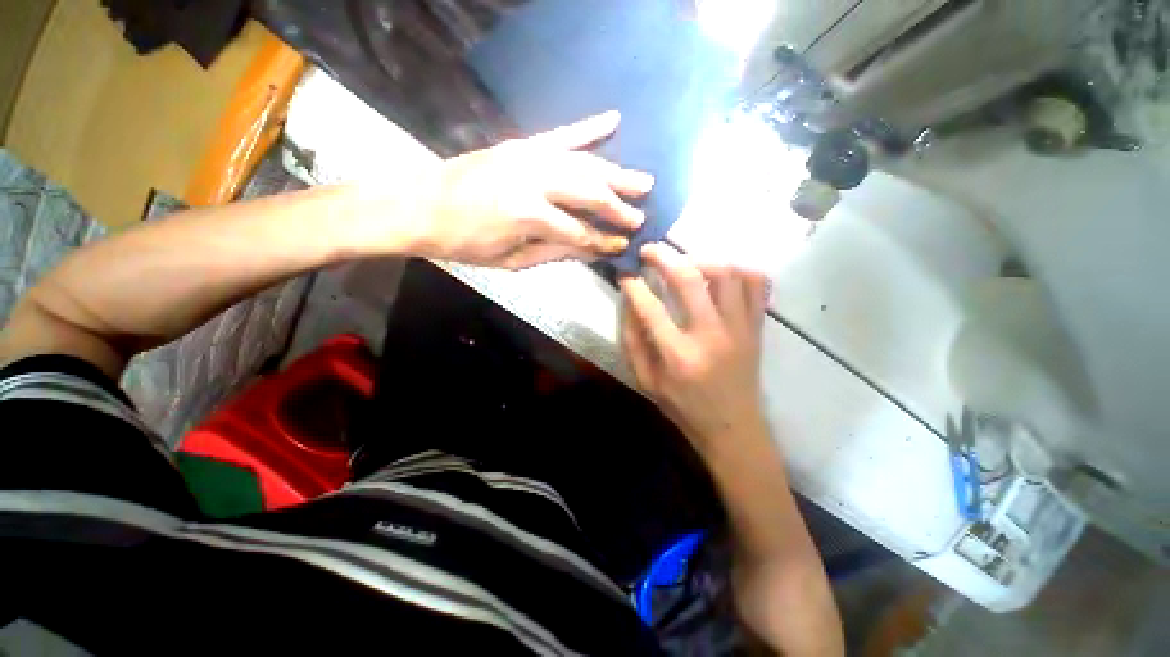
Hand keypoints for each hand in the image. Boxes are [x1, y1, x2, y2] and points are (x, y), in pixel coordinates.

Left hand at [417, 111, 653, 268]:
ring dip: (616, 173)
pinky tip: (613, 118)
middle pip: (589, 192)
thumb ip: (555, 251)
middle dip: (618, 207)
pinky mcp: (521, 143)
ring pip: (584, 163)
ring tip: (643, 180)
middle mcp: (535, 180)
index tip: (623, 245)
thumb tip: (592, 250)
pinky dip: (589, 126)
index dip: (603, 241)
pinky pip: (562, 132)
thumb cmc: (466, 244)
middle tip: (641, 216)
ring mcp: (528, 155)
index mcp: (529, 215)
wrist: (422, 206)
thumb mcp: (511, 260)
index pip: (580, 231)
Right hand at [620, 243, 769, 455]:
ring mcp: (740, 328)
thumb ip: (634, 342)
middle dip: (664, 257)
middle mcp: (711, 335)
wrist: (734, 427)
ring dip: (701, 259)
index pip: (650, 308)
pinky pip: (756, 283)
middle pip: (689, 279)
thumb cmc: (685, 407)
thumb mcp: (647, 382)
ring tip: (685, 262)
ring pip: (727, 272)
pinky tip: (720, 274)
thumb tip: (629, 303)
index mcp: (679, 355)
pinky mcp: (757, 326)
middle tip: (650, 250)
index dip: (633, 285)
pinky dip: (738, 269)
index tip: (625, 273)